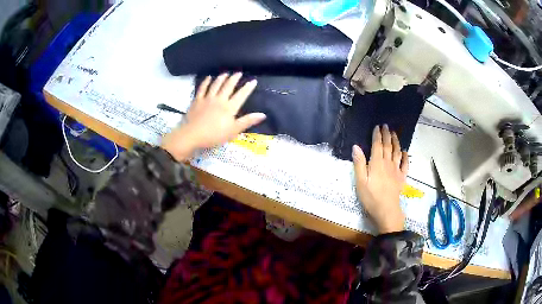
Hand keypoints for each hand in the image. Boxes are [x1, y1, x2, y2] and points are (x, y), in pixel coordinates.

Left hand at [162, 73, 265, 160]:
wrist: (193, 135)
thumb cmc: (214, 135)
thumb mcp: (233, 131)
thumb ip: (247, 121)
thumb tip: (263, 114)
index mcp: (229, 107)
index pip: (241, 95)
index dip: (248, 88)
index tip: (253, 81)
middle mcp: (219, 99)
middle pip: (228, 86)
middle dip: (234, 79)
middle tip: (238, 73)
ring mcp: (207, 99)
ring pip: (216, 85)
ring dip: (221, 78)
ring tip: (225, 74)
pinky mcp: (197, 100)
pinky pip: (202, 88)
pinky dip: (206, 82)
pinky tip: (208, 78)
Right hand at [352, 125, 408, 233]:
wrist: (386, 210)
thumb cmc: (371, 197)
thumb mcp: (360, 181)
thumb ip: (359, 163)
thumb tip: (356, 146)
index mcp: (377, 163)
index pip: (377, 145)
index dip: (377, 135)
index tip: (377, 126)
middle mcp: (388, 163)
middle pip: (388, 146)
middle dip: (387, 135)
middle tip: (386, 126)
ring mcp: (396, 170)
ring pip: (397, 152)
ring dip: (396, 142)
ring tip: (395, 133)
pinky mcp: (402, 177)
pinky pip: (405, 164)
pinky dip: (406, 156)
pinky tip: (405, 152)